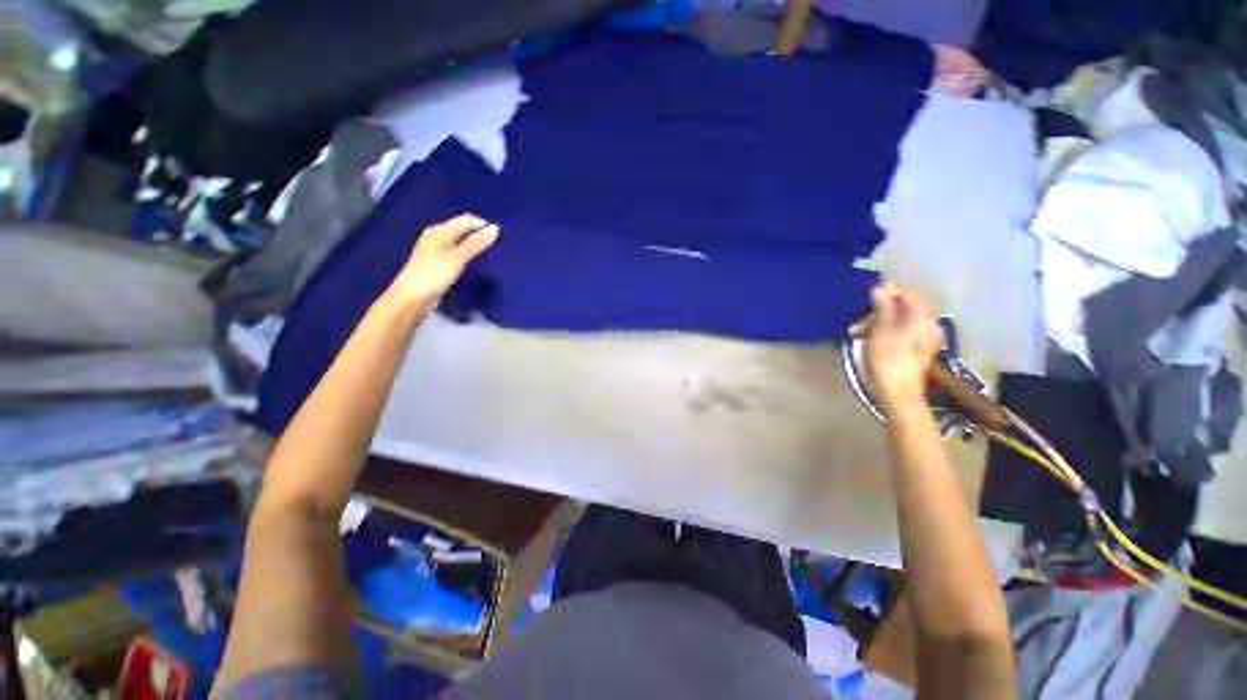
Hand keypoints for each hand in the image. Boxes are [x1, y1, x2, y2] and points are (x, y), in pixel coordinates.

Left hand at [388, 213, 498, 309]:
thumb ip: (476, 243)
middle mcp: (437, 236)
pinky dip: (466, 255)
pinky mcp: (436, 262)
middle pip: (463, 229)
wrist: (412, 298)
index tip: (499, 240)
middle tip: (496, 248)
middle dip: (479, 235)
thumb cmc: (434, 275)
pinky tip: (472, 264)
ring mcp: (435, 249)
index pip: (467, 219)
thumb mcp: (458, 258)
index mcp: (440, 230)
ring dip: (473, 246)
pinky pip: (456, 252)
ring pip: (460, 241)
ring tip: (487, 256)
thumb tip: (495, 229)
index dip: (483, 226)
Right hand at [861, 283, 940, 410]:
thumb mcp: (880, 333)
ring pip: (899, 319)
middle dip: (878, 312)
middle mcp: (927, 325)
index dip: (888, 293)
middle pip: (903, 307)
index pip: (908, 294)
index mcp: (921, 319)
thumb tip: (880, 287)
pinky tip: (871, 341)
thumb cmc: (887, 364)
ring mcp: (925, 337)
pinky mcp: (919, 348)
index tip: (866, 302)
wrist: (898, 395)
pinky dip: (885, 331)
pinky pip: (901, 330)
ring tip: (858, 334)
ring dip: (877, 322)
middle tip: (857, 326)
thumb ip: (883, 309)